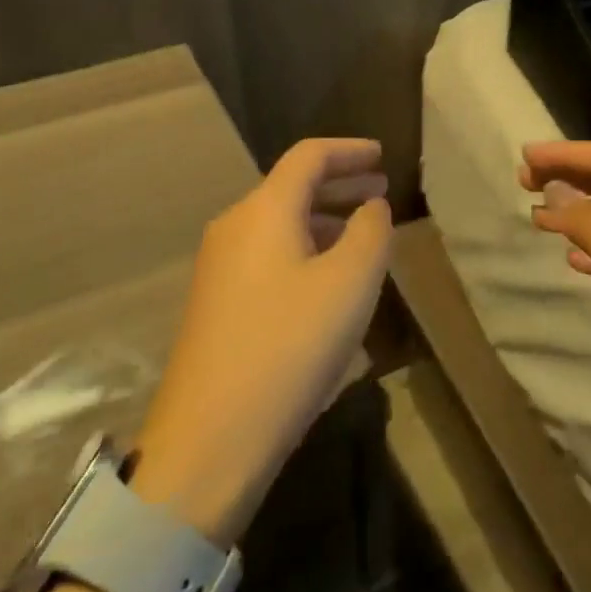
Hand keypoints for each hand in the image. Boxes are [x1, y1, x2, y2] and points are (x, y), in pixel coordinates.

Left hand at [129, 139, 391, 545]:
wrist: (208, 441)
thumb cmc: (289, 348)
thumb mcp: (350, 284)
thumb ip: (371, 232)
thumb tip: (371, 207)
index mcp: (264, 211)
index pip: (309, 156)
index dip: (349, 150)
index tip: (382, 155)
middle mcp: (234, 227)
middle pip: (292, 187)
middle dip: (340, 185)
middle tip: (380, 192)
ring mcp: (219, 267)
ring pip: (280, 224)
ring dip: (324, 221)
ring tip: (363, 237)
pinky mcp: (216, 303)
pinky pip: (268, 255)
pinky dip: (305, 250)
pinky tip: (327, 282)